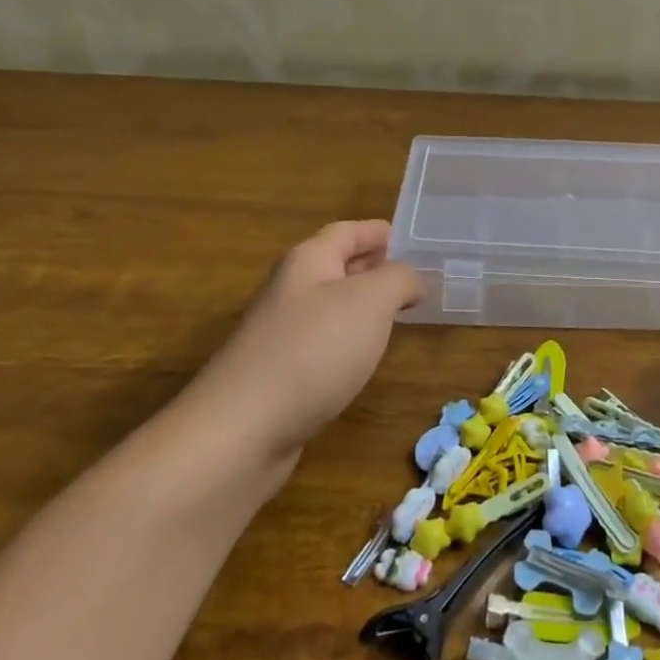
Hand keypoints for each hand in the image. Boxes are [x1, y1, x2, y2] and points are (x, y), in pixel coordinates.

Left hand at [185, 220, 422, 465]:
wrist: (242, 428)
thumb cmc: (314, 350)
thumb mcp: (370, 301)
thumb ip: (398, 279)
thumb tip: (411, 280)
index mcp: (308, 261)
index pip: (347, 232)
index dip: (379, 231)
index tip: (412, 238)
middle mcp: (291, 290)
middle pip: (337, 266)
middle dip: (374, 267)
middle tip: (416, 276)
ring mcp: (281, 333)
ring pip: (331, 306)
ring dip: (364, 305)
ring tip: (400, 314)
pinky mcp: (280, 373)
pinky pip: (324, 342)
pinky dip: (350, 340)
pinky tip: (366, 357)